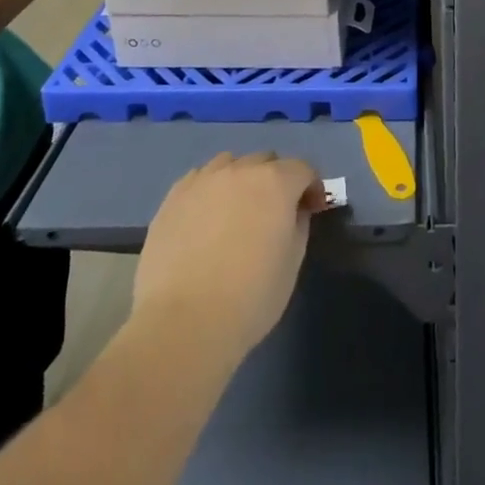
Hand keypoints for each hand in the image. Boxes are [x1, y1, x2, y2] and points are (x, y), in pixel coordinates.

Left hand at [132, 153, 327, 363]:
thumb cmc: (250, 297)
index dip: (311, 188)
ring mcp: (203, 180)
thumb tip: (295, 209)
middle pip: (266, 161)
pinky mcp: (173, 197)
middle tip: (273, 214)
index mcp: (275, 182)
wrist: (183, 323)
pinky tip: (205, 219)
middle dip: (277, 180)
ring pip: (231, 164)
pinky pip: (200, 179)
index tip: (311, 211)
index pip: (302, 169)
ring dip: (241, 180)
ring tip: (235, 212)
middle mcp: (240, 170)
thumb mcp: (292, 263)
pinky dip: (210, 190)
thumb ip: (299, 224)